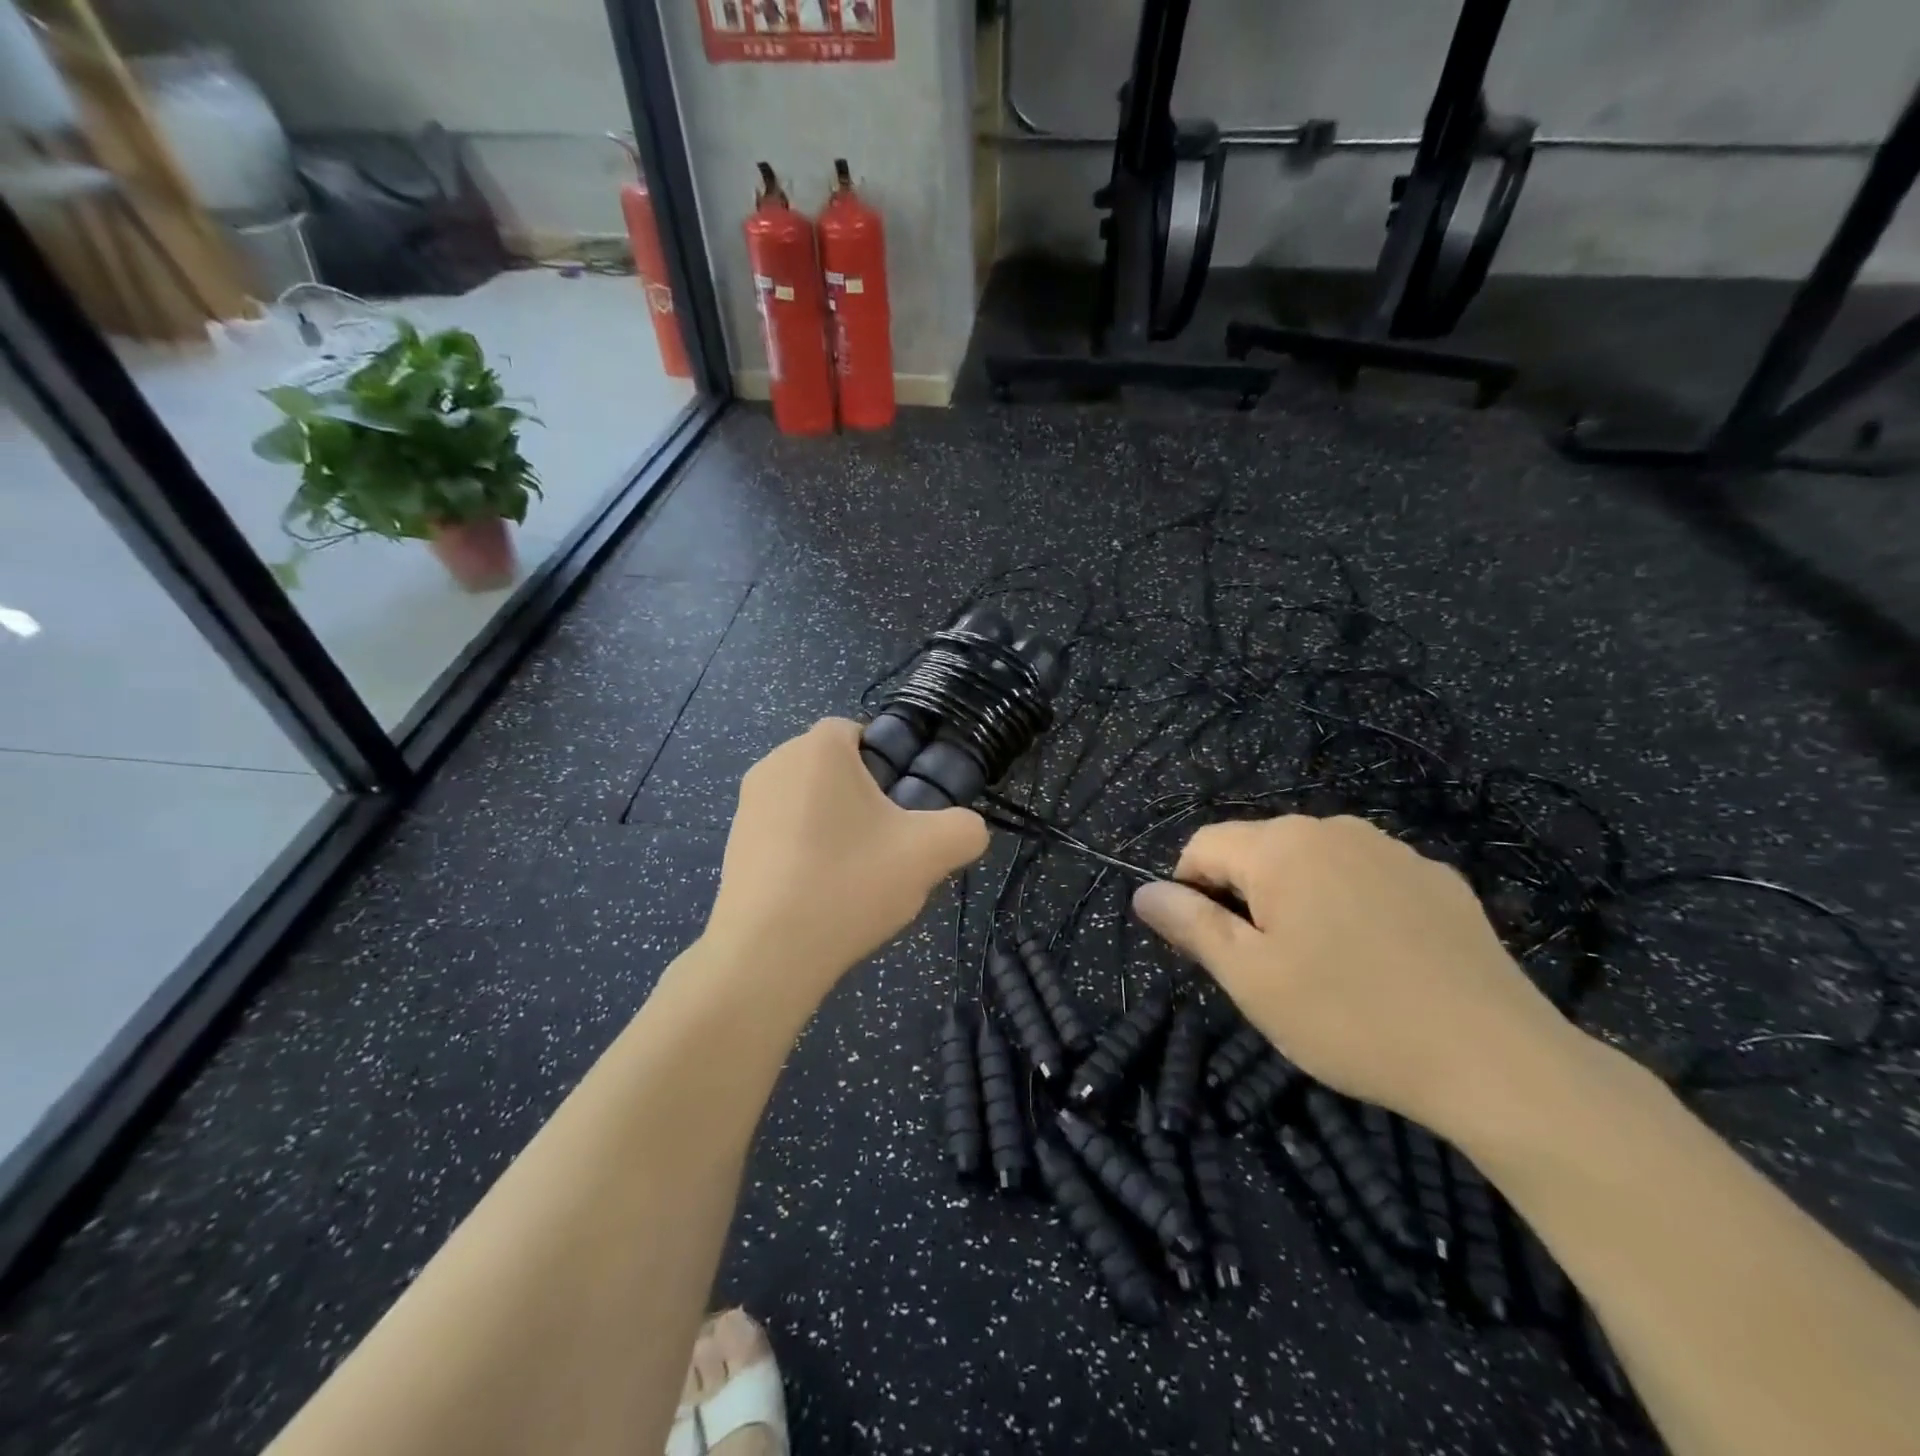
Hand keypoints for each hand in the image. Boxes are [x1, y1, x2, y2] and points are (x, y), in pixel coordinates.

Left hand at [703, 719, 988, 1003]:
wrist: (767, 955)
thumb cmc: (849, 883)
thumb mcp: (929, 854)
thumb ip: (965, 829)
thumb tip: (967, 829)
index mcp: (817, 748)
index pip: (861, 731)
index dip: (891, 764)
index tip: (905, 808)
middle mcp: (774, 764)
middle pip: (836, 769)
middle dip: (865, 798)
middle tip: (888, 845)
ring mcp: (747, 806)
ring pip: (810, 802)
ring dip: (836, 826)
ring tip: (855, 876)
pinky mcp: (733, 845)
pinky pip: (784, 832)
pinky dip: (806, 851)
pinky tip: (821, 893)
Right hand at [1131, 815, 1582, 1136]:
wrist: (1496, 1060)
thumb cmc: (1349, 1018)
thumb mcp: (1251, 978)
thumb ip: (1190, 925)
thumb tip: (1143, 893)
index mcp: (1281, 846)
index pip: (1203, 846)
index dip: (1190, 892)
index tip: (1212, 950)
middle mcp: (1334, 829)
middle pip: (1258, 851)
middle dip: (1245, 898)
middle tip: (1268, 967)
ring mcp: (1393, 850)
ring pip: (1313, 863)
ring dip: (1296, 901)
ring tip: (1323, 966)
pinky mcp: (1438, 879)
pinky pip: (1366, 878)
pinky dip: (1350, 906)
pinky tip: (1378, 961)